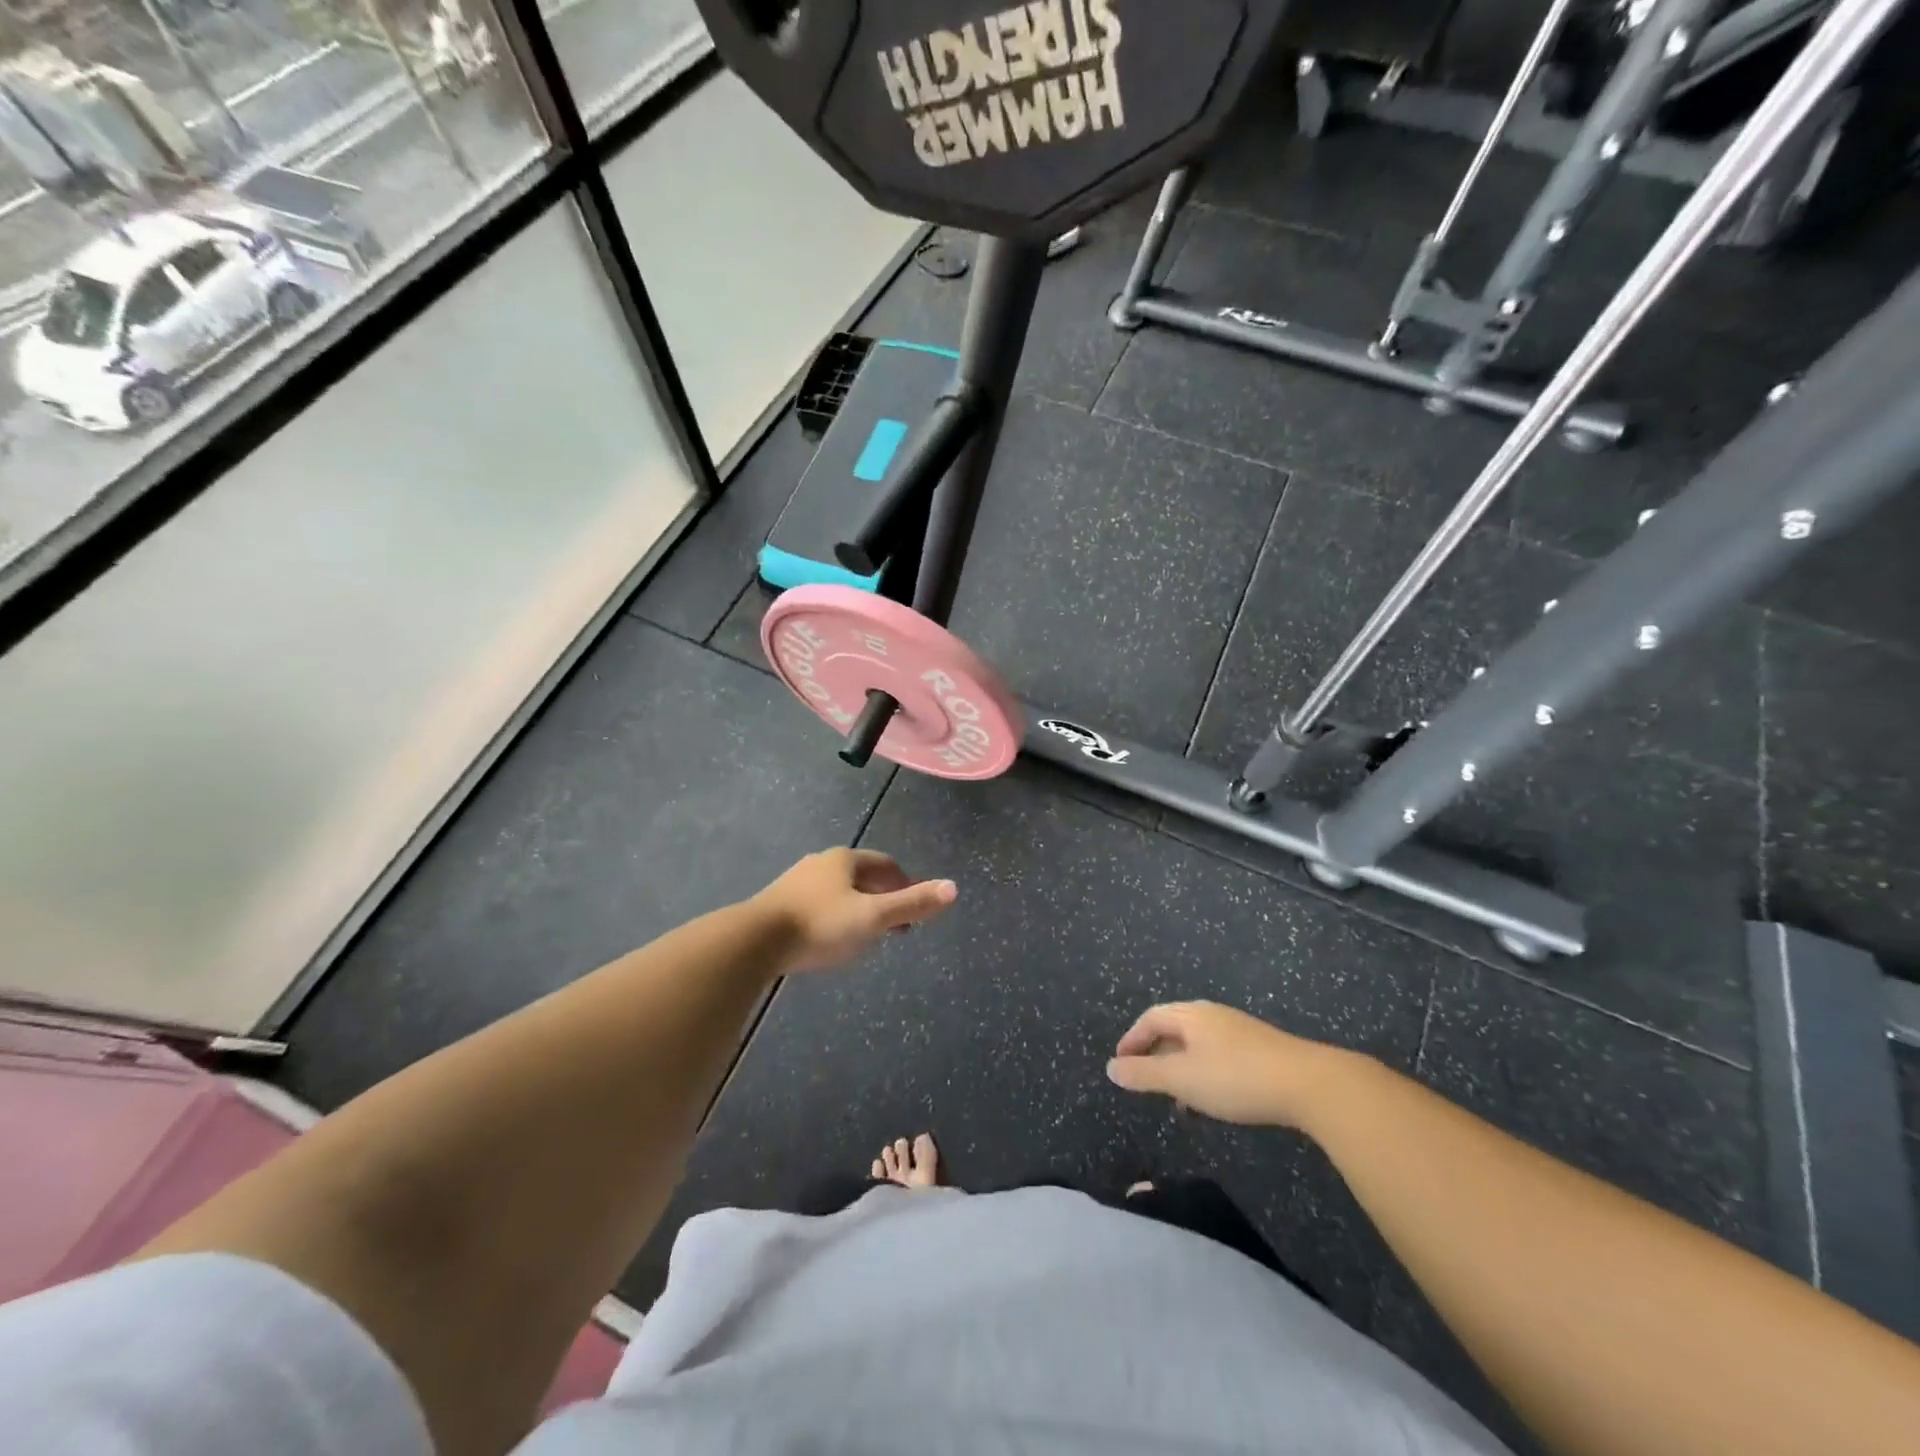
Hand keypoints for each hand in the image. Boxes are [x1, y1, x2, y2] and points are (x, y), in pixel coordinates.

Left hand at [754, 849, 956, 971]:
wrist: (754, 942)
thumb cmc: (820, 924)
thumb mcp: (872, 917)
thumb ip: (911, 904)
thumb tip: (953, 888)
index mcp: (845, 859)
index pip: (885, 864)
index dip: (903, 883)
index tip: (914, 907)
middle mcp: (821, 863)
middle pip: (861, 876)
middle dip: (881, 897)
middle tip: (895, 925)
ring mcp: (796, 882)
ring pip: (838, 891)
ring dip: (857, 908)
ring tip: (867, 934)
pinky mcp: (778, 904)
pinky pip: (817, 905)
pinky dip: (834, 917)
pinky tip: (831, 939)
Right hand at [1106, 1001, 1346, 1129]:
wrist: (1309, 1084)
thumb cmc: (1235, 1077)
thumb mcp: (1182, 1079)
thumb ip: (1144, 1074)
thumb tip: (1110, 1067)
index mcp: (1190, 1015)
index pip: (1150, 1019)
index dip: (1132, 1040)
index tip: (1120, 1065)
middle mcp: (1212, 1015)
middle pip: (1173, 1027)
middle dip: (1155, 1053)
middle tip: (1144, 1081)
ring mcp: (1238, 1030)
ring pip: (1197, 1044)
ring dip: (1180, 1067)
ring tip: (1177, 1099)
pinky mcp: (1260, 1049)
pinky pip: (1218, 1055)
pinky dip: (1203, 1073)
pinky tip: (1212, 1100)